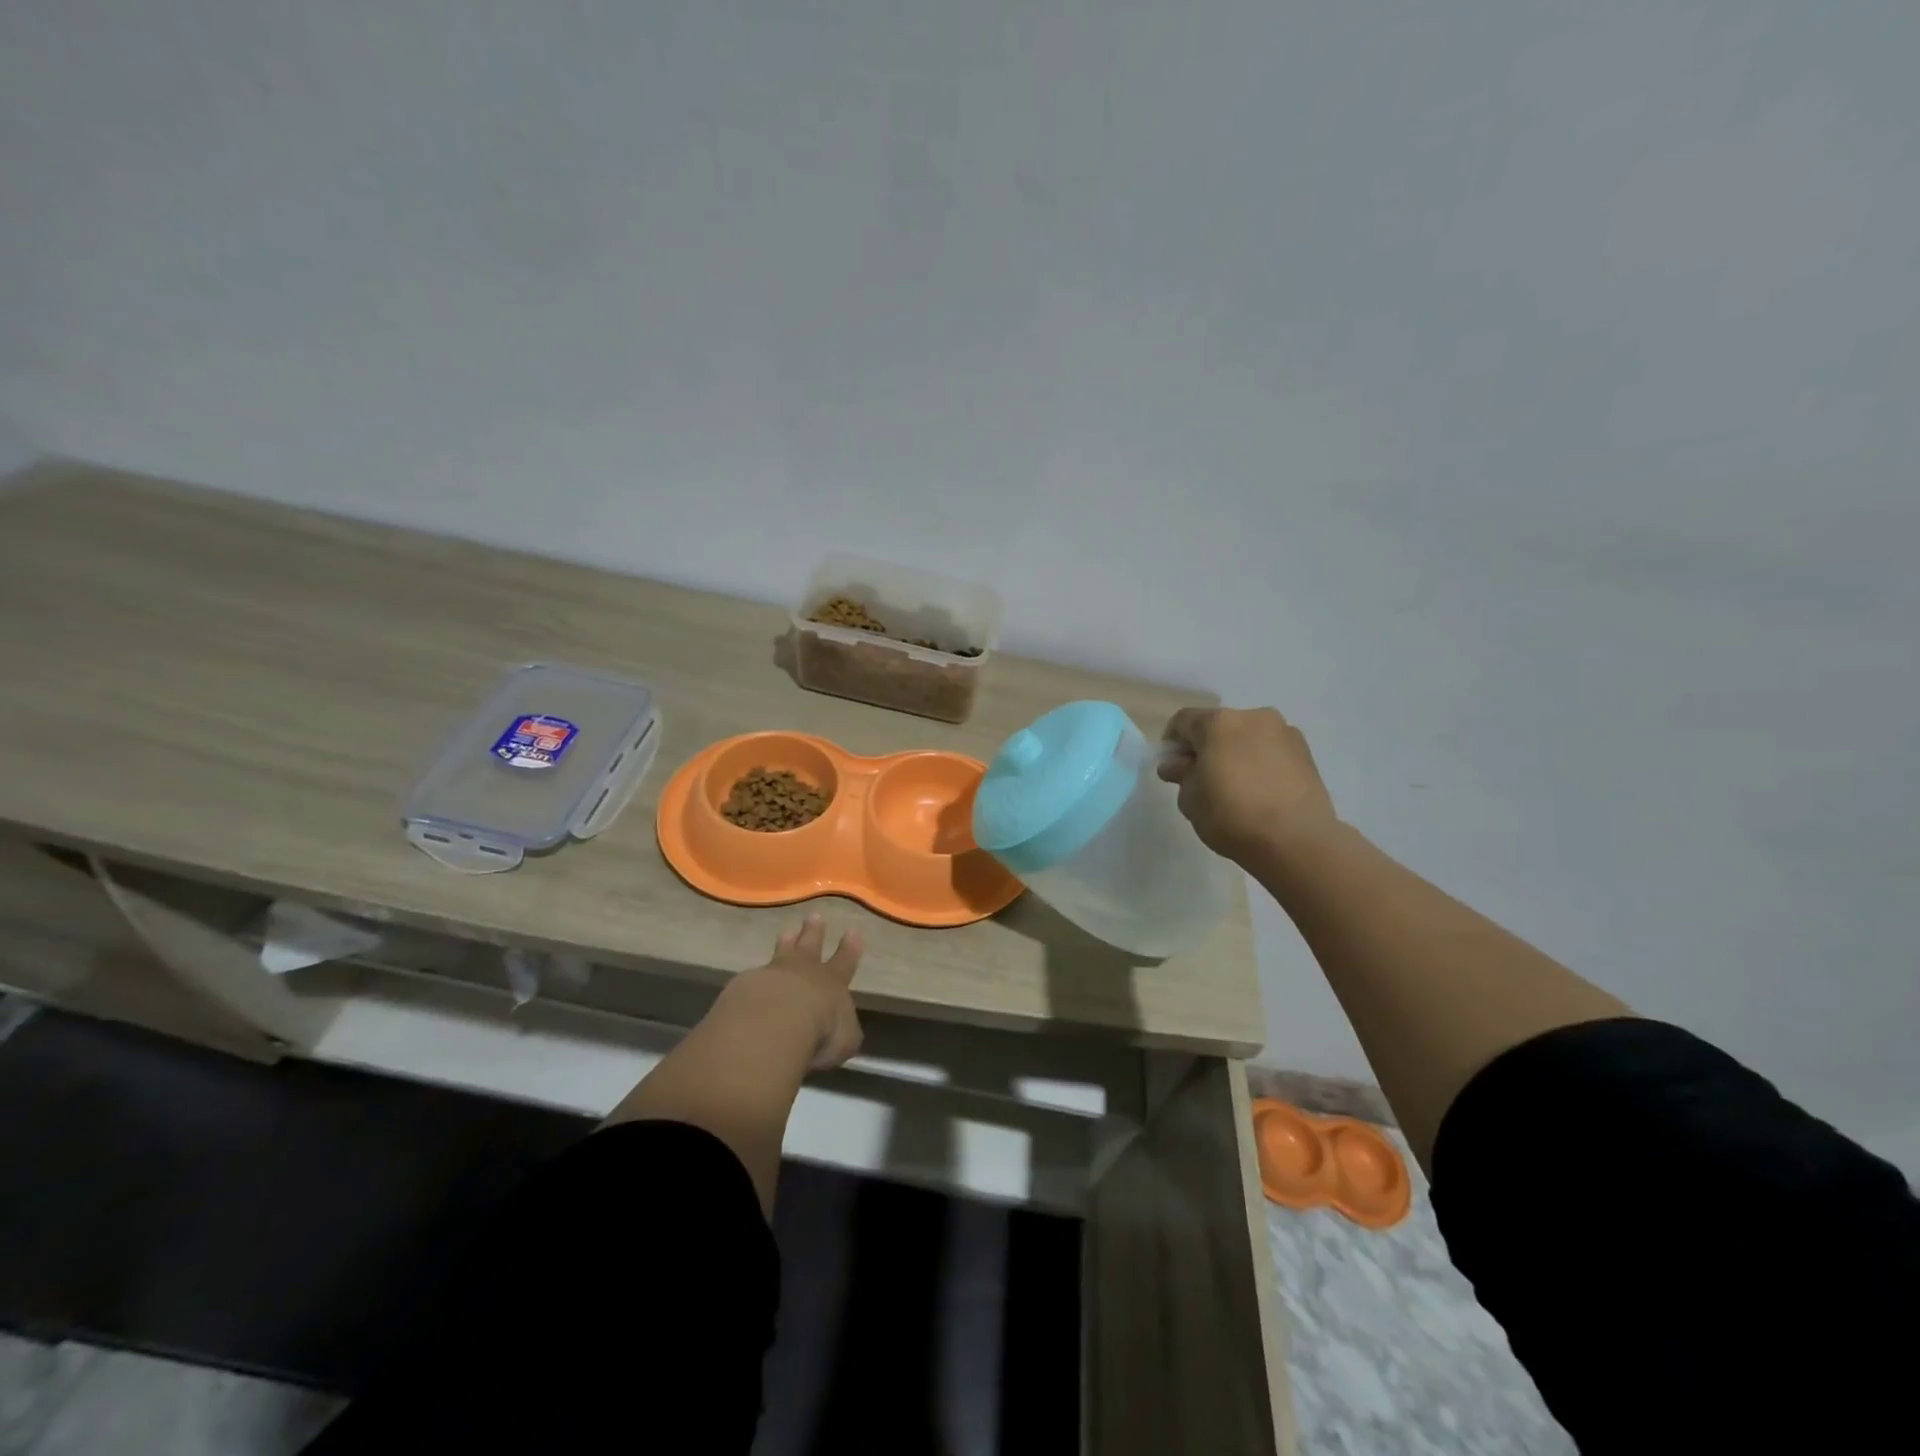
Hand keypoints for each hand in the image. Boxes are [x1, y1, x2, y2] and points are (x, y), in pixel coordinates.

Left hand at [731, 913, 864, 1069]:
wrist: (774, 1024)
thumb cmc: (820, 1032)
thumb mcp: (844, 1039)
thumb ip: (844, 1032)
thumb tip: (842, 1031)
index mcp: (832, 982)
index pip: (845, 961)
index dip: (850, 948)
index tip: (852, 930)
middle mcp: (803, 972)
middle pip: (810, 945)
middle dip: (814, 931)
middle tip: (815, 916)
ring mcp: (773, 974)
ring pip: (782, 952)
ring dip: (786, 942)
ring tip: (786, 931)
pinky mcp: (744, 985)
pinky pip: (753, 977)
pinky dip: (755, 978)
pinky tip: (750, 981)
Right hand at [1158, 707, 1339, 864]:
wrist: (1296, 841)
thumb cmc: (1231, 815)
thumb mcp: (1190, 799)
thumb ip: (1181, 775)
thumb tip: (1177, 765)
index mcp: (1219, 722)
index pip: (1183, 721)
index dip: (1172, 743)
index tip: (1172, 768)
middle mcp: (1254, 717)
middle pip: (1218, 726)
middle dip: (1206, 748)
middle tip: (1202, 779)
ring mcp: (1285, 733)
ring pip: (1248, 737)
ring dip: (1235, 754)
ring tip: (1235, 788)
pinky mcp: (1307, 754)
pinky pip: (1271, 752)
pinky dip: (1260, 764)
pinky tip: (1259, 792)